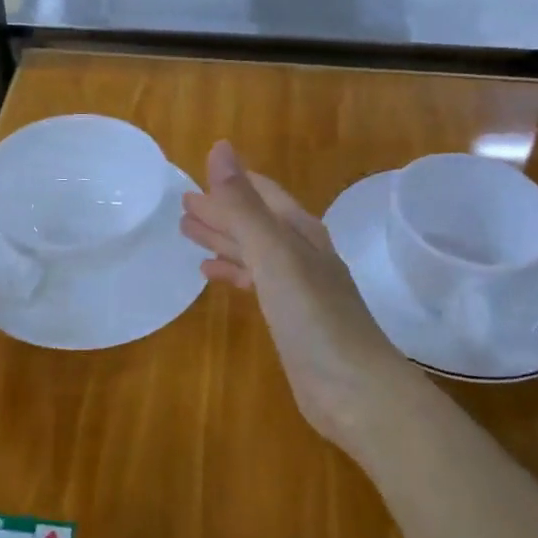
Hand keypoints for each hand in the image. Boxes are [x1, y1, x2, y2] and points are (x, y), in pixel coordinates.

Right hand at [182, 142, 425, 461]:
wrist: (355, 389)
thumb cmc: (313, 316)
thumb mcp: (274, 254)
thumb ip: (243, 205)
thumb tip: (219, 148)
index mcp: (299, 231)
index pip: (261, 193)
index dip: (230, 183)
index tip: (195, 175)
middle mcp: (300, 252)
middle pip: (255, 221)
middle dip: (221, 210)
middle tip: (182, 204)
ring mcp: (297, 287)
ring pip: (253, 251)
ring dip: (223, 239)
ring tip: (187, 232)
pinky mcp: (290, 318)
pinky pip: (255, 282)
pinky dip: (232, 272)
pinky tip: (210, 274)